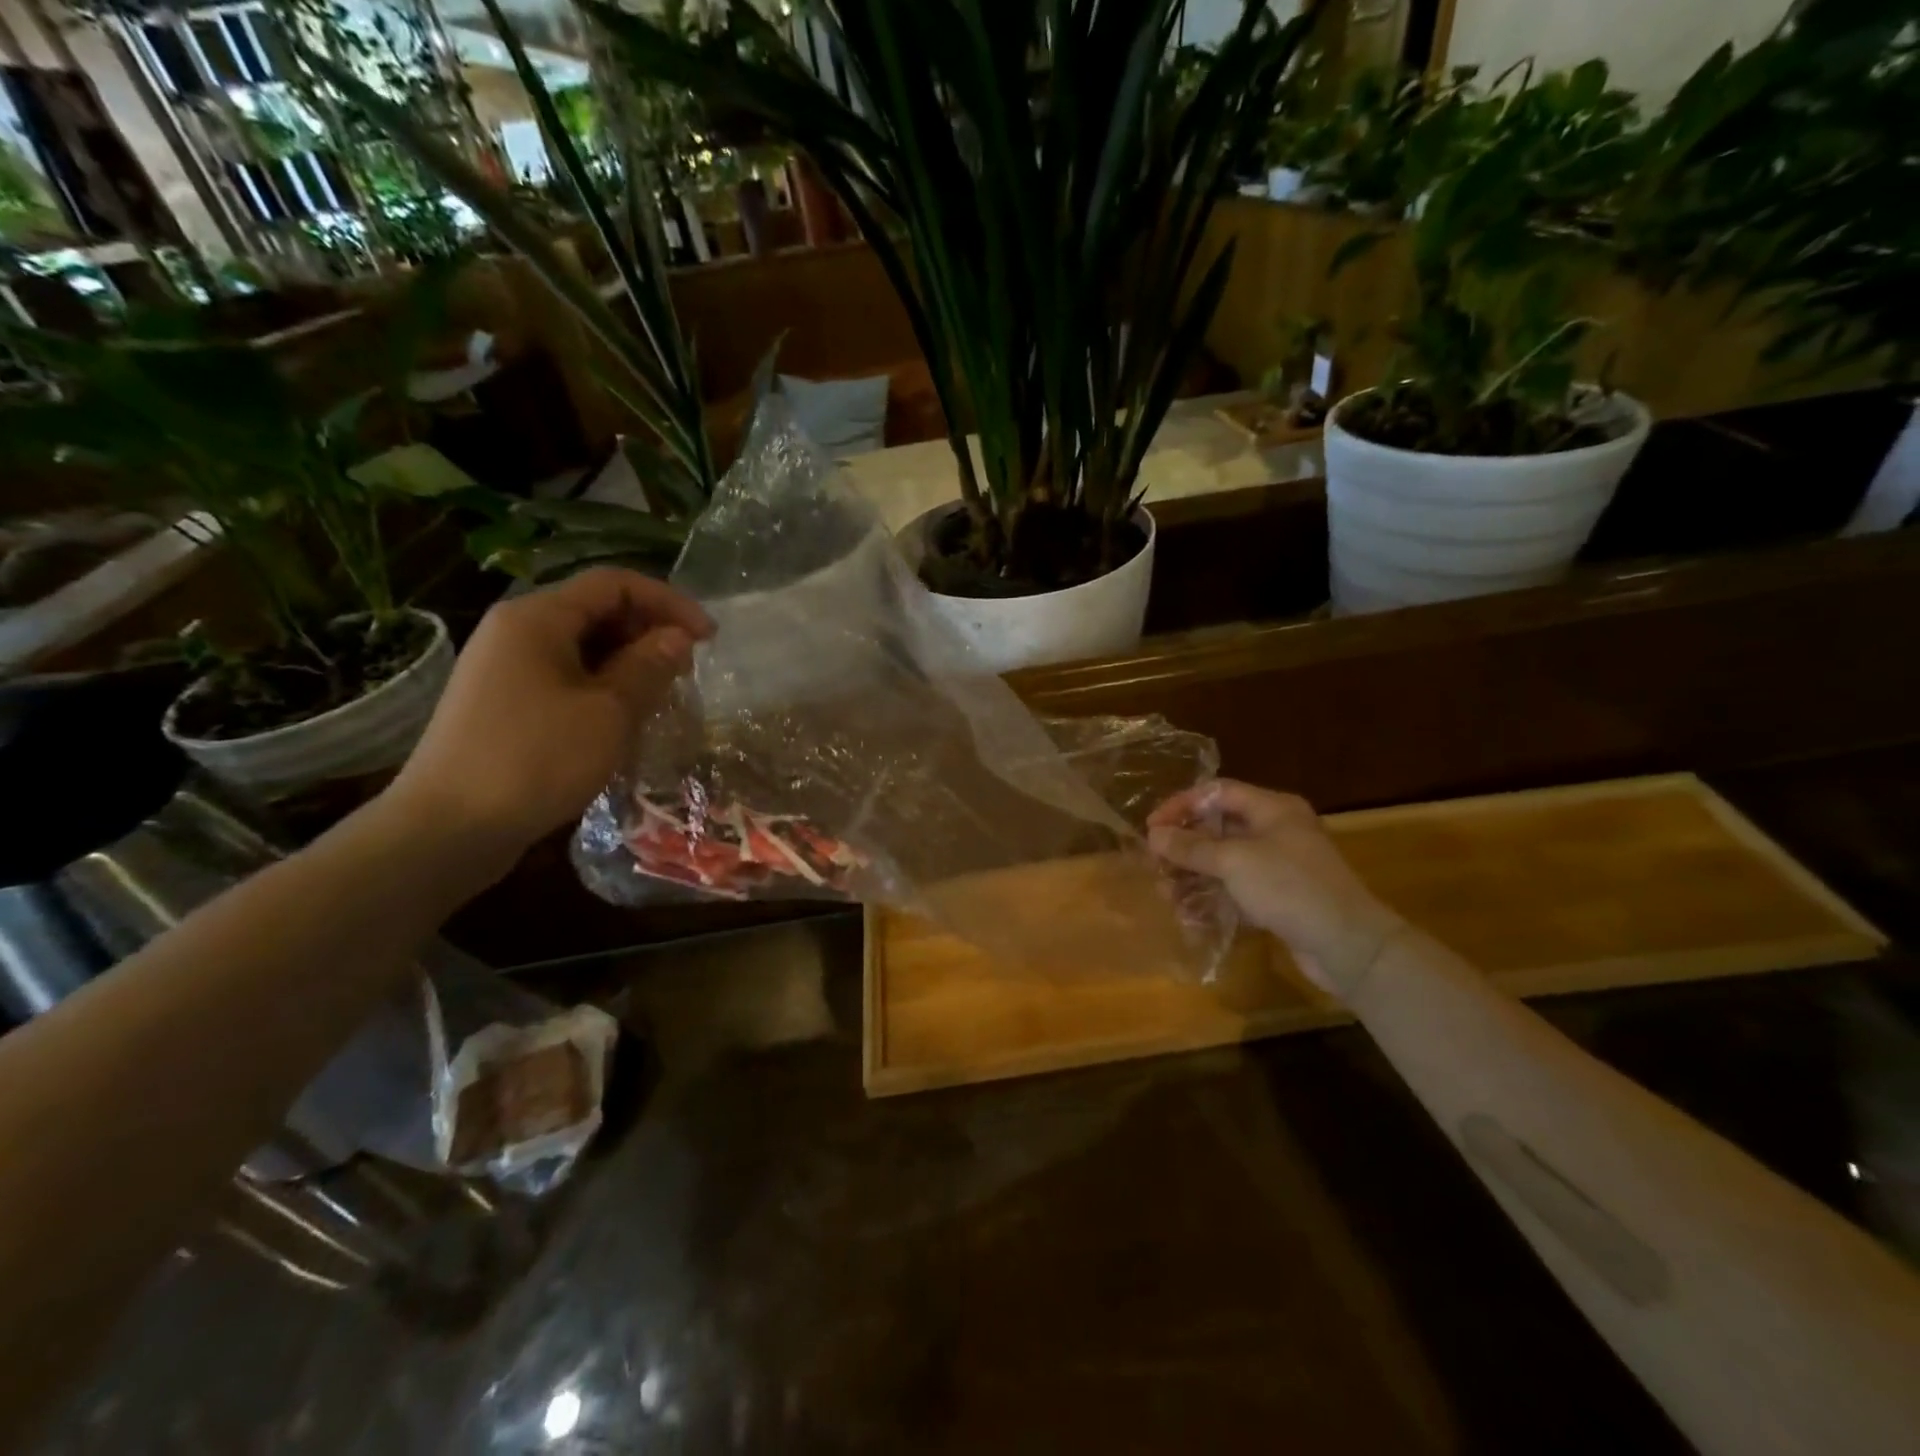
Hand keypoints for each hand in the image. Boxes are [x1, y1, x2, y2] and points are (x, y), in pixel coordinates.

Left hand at [387, 569, 712, 866]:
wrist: (448, 828)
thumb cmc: (536, 760)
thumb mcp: (608, 712)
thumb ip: (648, 666)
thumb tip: (677, 638)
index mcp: (537, 617)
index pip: (614, 584)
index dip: (668, 602)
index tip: (709, 638)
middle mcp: (516, 630)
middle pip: (596, 610)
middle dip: (649, 632)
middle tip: (687, 670)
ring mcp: (504, 668)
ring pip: (582, 646)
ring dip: (629, 662)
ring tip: (663, 696)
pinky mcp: (503, 703)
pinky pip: (564, 676)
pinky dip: (602, 686)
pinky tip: (623, 719)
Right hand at [1148, 780, 1402, 1000]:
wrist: (1347, 946)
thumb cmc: (1290, 888)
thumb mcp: (1235, 862)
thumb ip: (1191, 847)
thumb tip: (1154, 835)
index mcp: (1272, 809)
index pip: (1216, 793)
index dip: (1181, 806)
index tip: (1151, 828)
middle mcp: (1275, 831)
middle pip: (1217, 829)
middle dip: (1183, 849)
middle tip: (1156, 867)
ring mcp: (1277, 866)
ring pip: (1223, 863)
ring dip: (1192, 878)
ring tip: (1168, 897)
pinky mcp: (1278, 898)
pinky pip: (1235, 891)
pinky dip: (1212, 899)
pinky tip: (1191, 917)